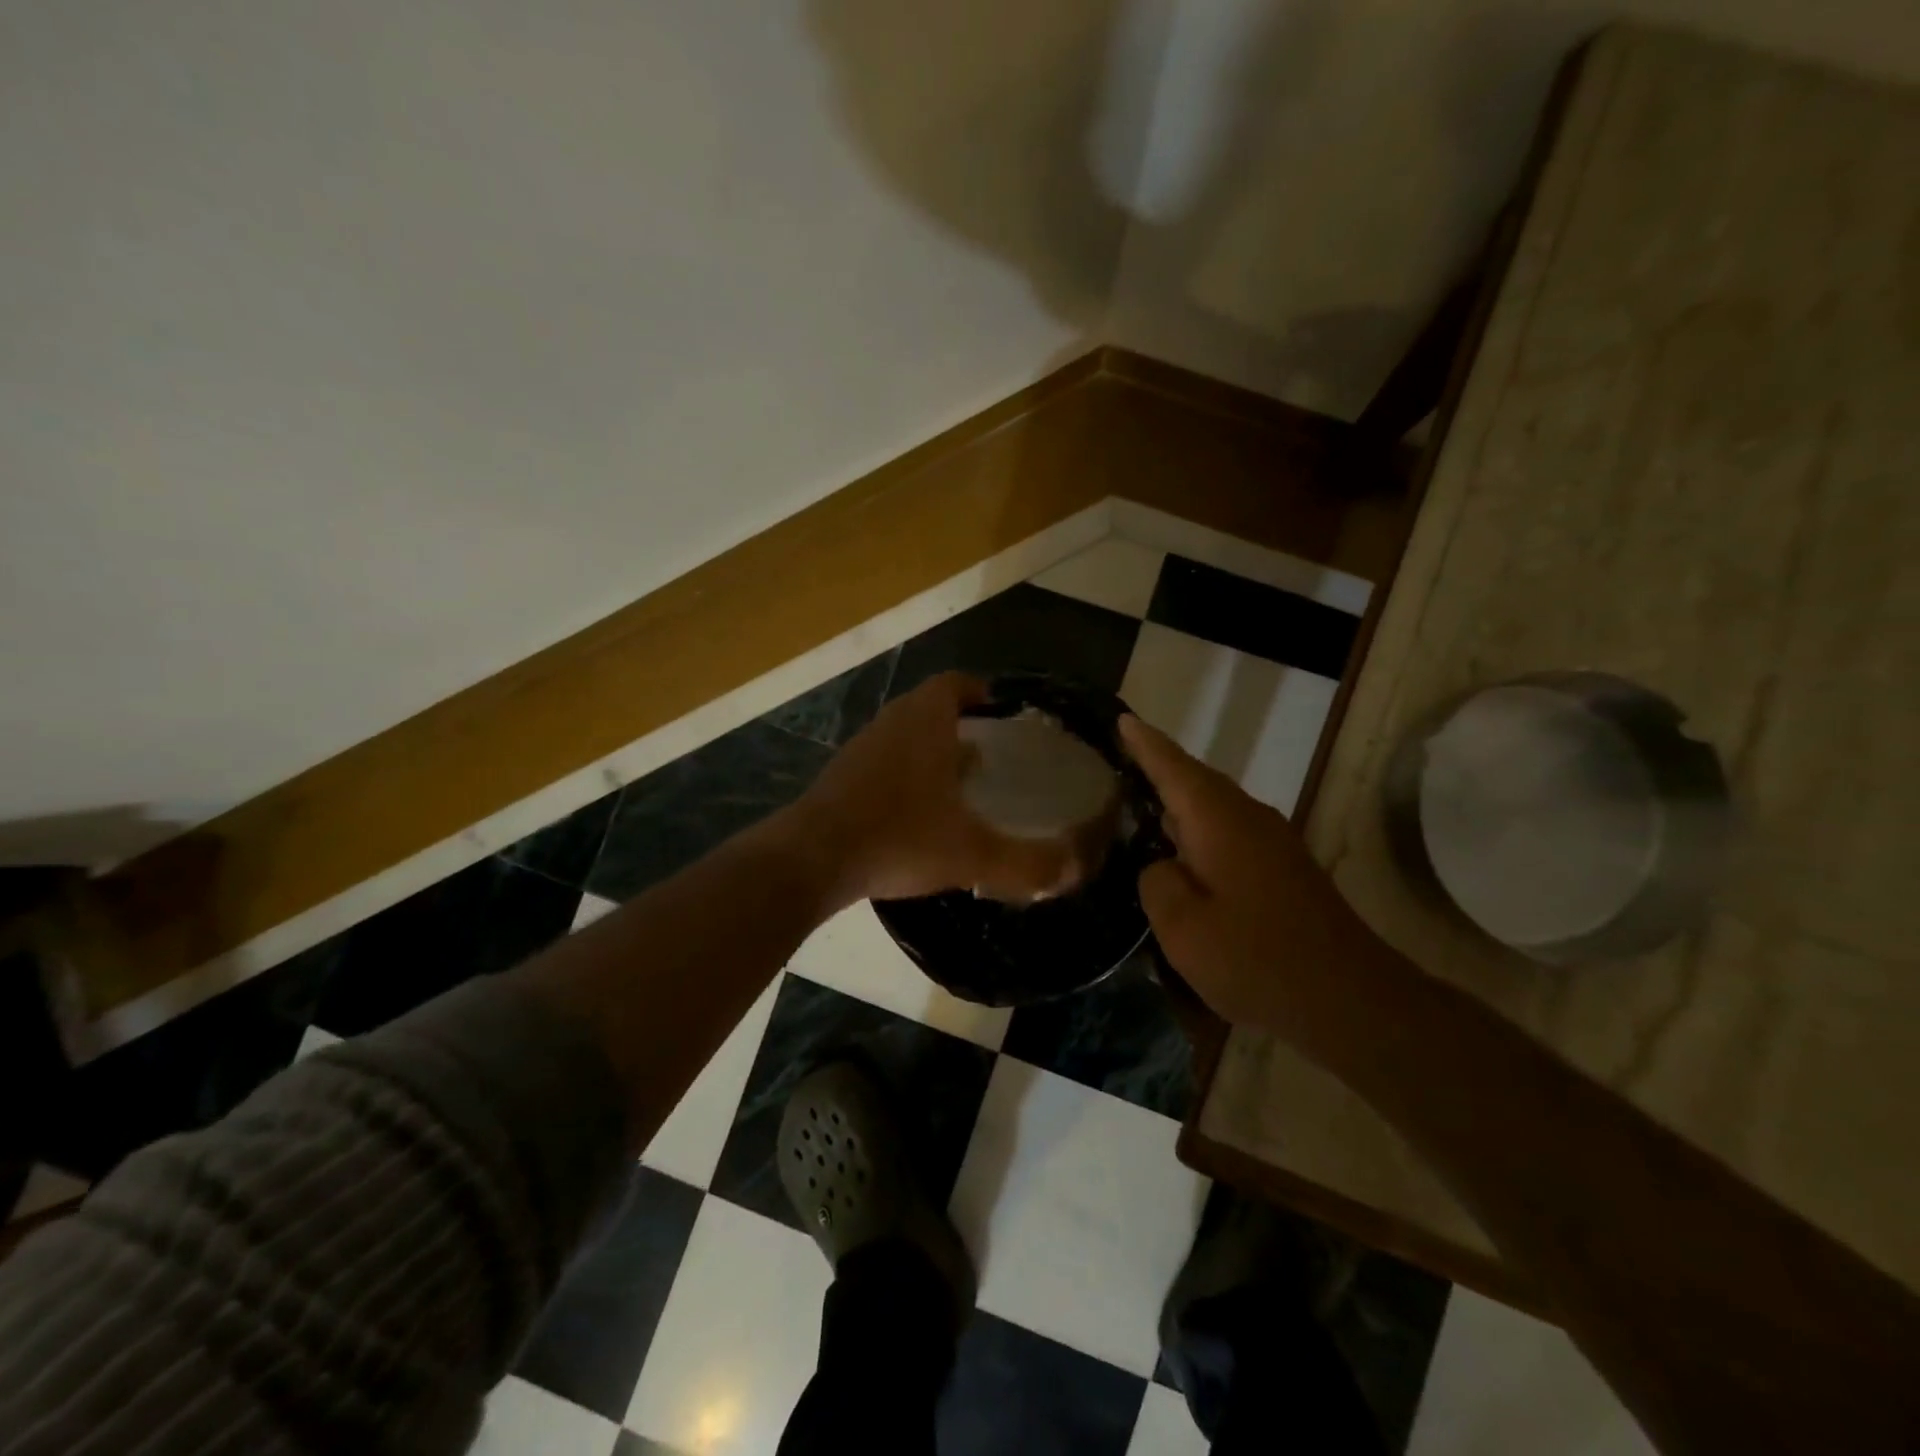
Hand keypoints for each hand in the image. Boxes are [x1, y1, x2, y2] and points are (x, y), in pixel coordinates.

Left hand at [794, 672, 1084, 906]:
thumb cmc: (898, 839)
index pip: (956, 683)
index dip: (981, 691)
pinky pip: (883, 765)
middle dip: (961, 724)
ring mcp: (860, 751)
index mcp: (924, 722)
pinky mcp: (840, 779)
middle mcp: (890, 725)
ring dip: (931, 751)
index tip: (1003, 712)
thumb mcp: (971, 854)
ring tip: (960, 785)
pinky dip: (906, 777)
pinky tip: (918, 816)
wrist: (811, 861)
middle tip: (991, 754)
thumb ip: (1028, 862)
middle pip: (929, 708)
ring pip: (904, 737)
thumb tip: (1076, 868)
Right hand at [1118, 715, 1383, 1030]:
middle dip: (1160, 769)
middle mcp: (1248, 817)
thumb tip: (1162, 865)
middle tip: (1120, 764)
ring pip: (1214, 807)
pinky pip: (1229, 831)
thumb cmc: (1257, 958)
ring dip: (1180, 802)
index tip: (1122, 718)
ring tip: (1141, 805)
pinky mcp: (1284, 869)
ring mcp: (1272, 842)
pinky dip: (1200, 830)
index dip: (1144, 743)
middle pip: (1195, 781)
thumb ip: (1157, 883)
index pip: (1173, 767)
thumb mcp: (1183, 927)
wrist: (1350, 998)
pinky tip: (1183, 854)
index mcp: (1219, 820)